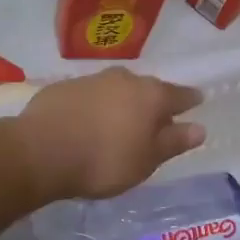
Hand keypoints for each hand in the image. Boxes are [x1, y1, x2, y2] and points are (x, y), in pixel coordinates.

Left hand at [14, 69, 204, 201]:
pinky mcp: (62, 87)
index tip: (196, 101)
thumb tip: (200, 128)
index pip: (179, 95)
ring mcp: (91, 79)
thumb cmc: (103, 160)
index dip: (189, 100)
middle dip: (153, 101)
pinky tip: (86, 123)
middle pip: (146, 88)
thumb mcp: (145, 160)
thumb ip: (173, 142)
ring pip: (116, 89)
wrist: (40, 151)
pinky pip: (88, 95)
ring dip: (121, 102)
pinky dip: (94, 106)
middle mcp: (123, 79)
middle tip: (154, 119)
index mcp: (150, 95)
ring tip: (118, 122)